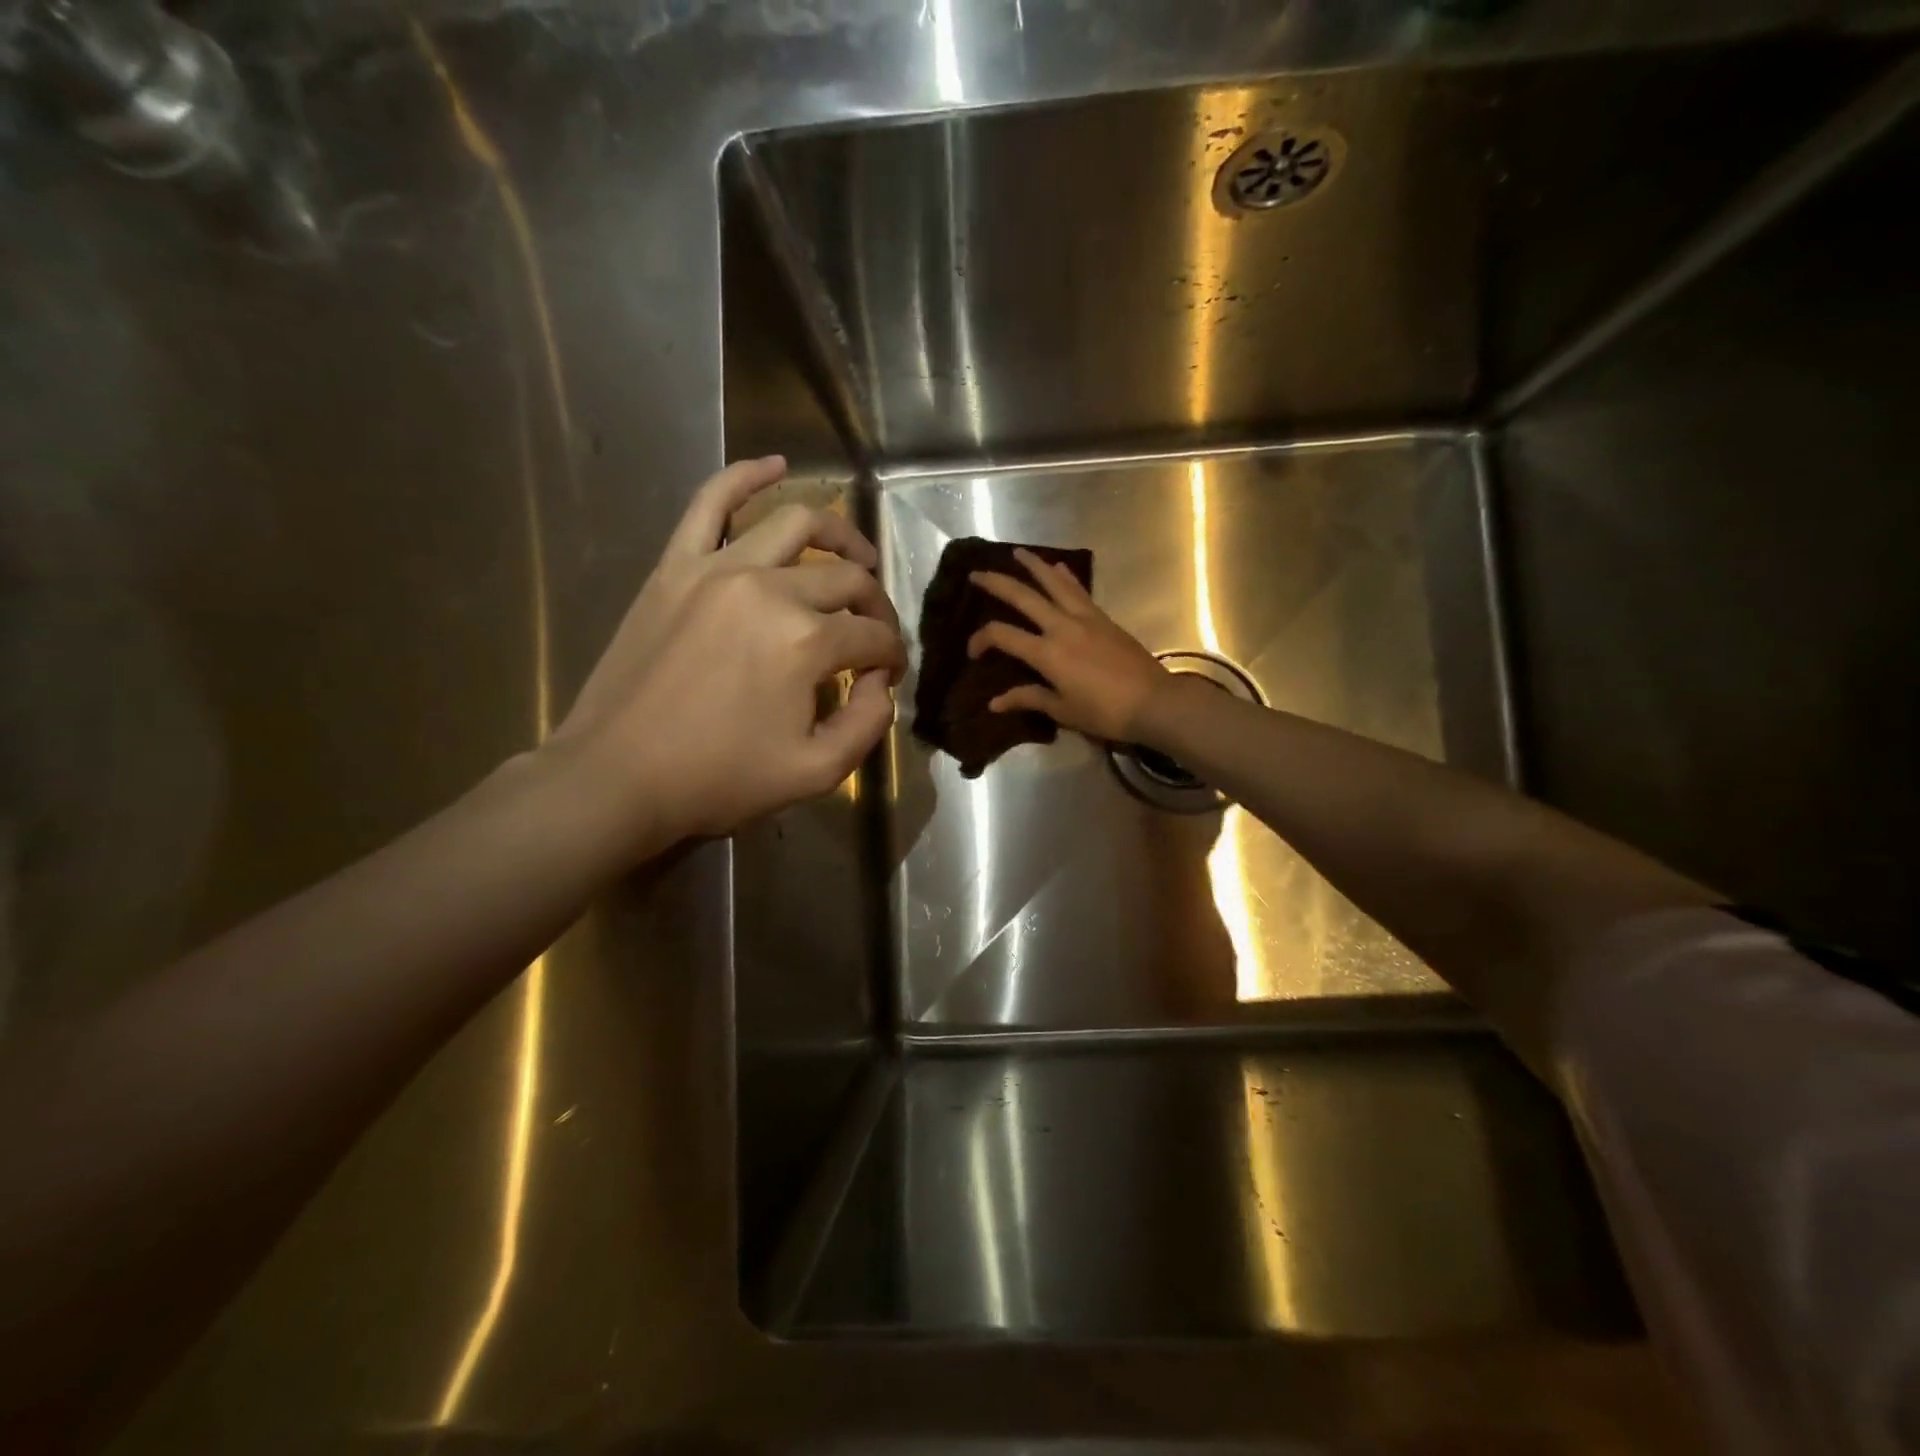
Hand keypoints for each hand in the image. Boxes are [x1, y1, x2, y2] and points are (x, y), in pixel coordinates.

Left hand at [549, 456, 903, 845]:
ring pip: (796, 525)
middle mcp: (769, 590)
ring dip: (839, 535)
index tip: (887, 677)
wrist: (617, 776)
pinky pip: (711, 503)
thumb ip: (868, 723)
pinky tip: (776, 466)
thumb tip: (882, 682)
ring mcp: (718, 569)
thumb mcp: (816, 772)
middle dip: (876, 606)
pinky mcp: (676, 566)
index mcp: (806, 642)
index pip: (873, 637)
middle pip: (845, 580)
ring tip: (858, 556)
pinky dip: (746, 476)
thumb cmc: (718, 779)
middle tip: (876, 633)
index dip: (892, 658)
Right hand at [967, 546, 1169, 742]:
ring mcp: (1086, 618)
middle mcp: (1062, 626)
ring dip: (1034, 566)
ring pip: (1054, 583)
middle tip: (977, 573)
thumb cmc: (1104, 712)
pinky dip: (1065, 578)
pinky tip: (1059, 568)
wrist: (1153, 702)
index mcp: (1047, 653)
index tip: (973, 653)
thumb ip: (1028, 699)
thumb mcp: (1062, 711)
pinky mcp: (1104, 619)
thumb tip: (994, 703)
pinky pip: (1079, 590)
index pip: (1003, 635)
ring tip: (1018, 553)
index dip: (981, 639)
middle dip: (997, 583)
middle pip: (1024, 597)